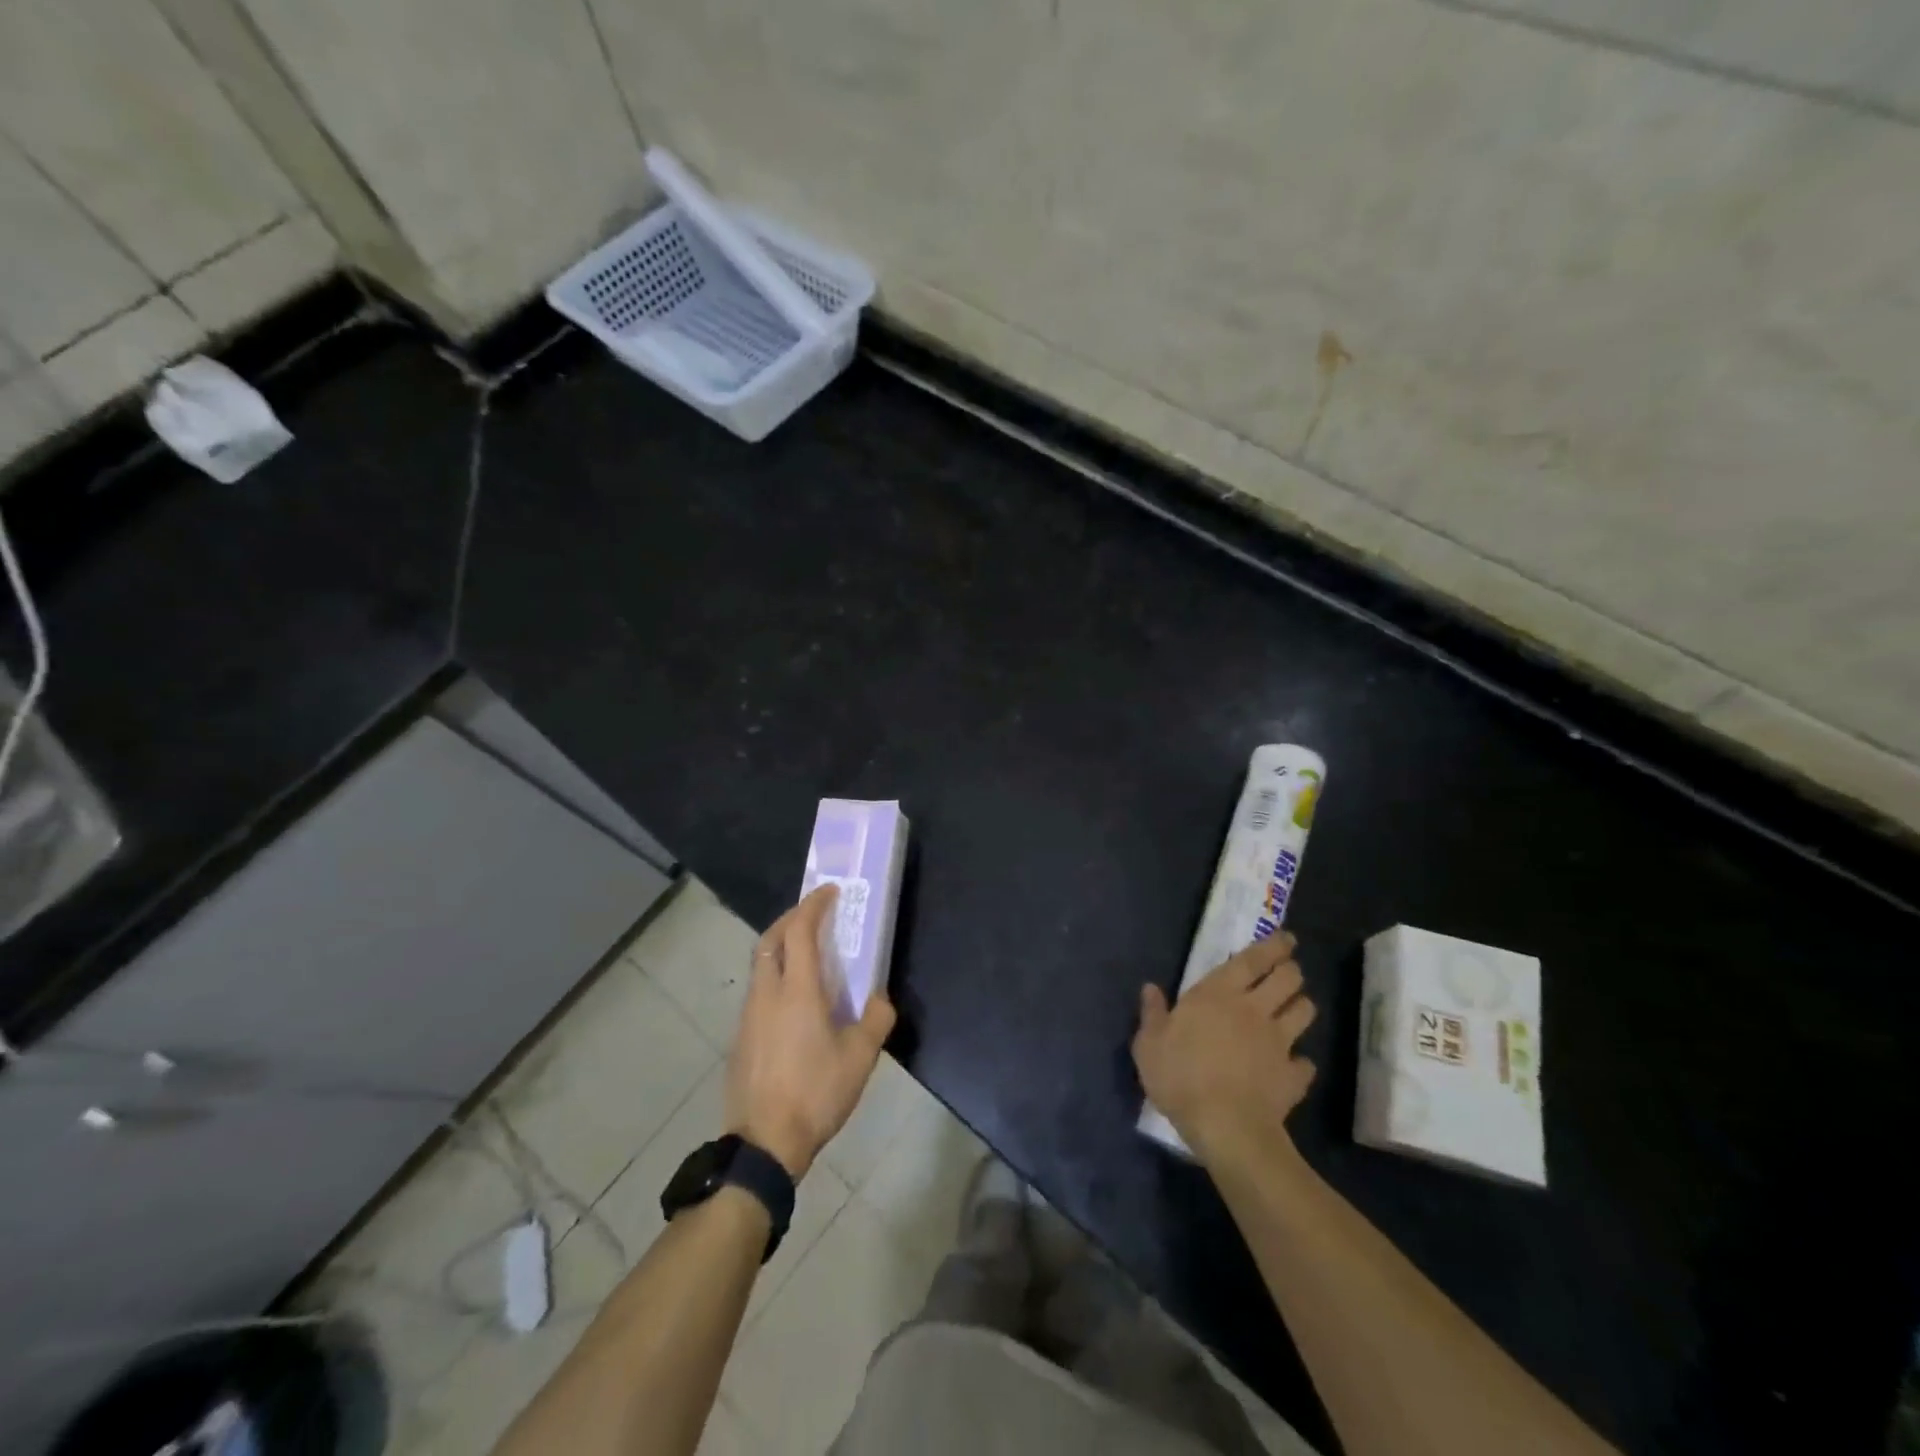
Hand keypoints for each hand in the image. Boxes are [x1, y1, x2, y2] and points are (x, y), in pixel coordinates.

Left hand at [726, 884, 896, 1178]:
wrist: (764, 1144)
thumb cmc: (816, 1093)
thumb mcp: (860, 1058)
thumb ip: (876, 1019)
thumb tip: (878, 998)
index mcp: (797, 990)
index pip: (800, 930)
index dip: (814, 905)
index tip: (830, 892)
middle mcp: (767, 993)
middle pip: (770, 939)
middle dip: (791, 918)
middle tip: (815, 914)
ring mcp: (748, 1015)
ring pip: (760, 964)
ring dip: (781, 947)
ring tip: (808, 955)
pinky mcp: (740, 1037)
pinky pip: (758, 990)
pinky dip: (775, 976)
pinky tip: (794, 1001)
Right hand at [1132, 932, 1317, 1164]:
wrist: (1225, 1126)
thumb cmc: (1180, 1076)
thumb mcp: (1149, 1044)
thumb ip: (1152, 1013)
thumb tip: (1150, 988)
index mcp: (1218, 994)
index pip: (1252, 960)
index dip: (1273, 946)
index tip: (1287, 938)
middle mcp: (1254, 1009)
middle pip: (1287, 978)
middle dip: (1291, 970)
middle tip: (1288, 971)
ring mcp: (1278, 1043)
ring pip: (1304, 1012)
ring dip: (1301, 1006)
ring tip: (1295, 1009)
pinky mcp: (1293, 1076)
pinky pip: (1306, 1063)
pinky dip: (1301, 1063)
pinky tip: (1294, 1067)